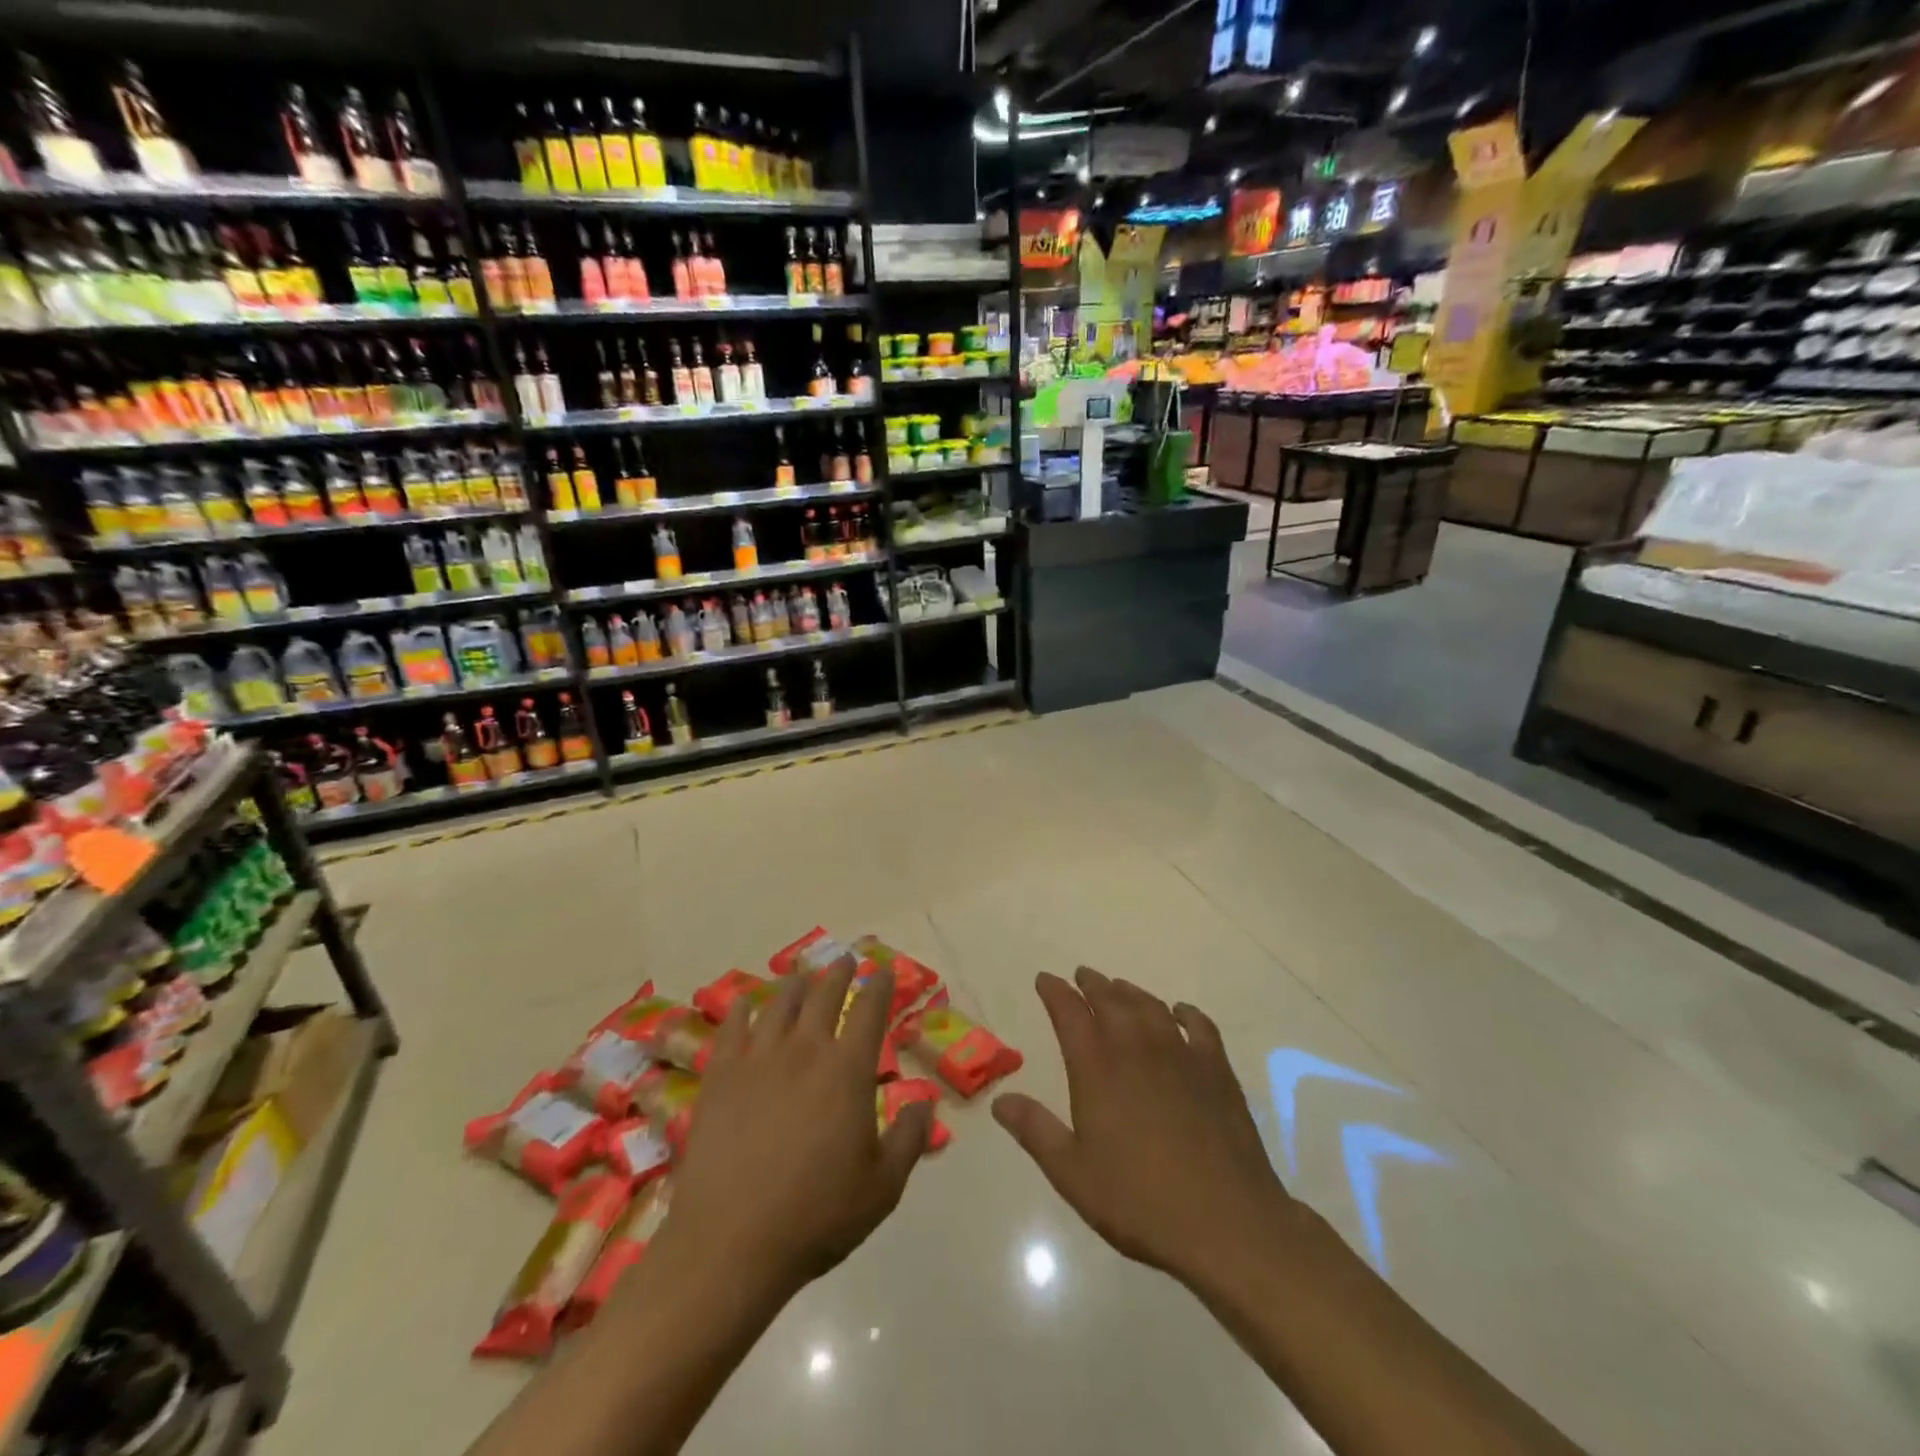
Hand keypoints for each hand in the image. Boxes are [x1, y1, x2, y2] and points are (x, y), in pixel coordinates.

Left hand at [660, 962, 932, 1296]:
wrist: (731, 1243)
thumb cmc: (816, 1216)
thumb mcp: (883, 1187)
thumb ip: (909, 1138)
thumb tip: (926, 1101)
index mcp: (848, 1070)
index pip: (869, 1011)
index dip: (879, 986)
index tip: (884, 971)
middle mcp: (805, 1050)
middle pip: (824, 995)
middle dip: (839, 973)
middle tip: (845, 959)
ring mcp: (758, 1059)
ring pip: (779, 1005)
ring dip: (795, 985)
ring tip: (801, 975)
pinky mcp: (720, 1077)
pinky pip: (731, 1029)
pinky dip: (741, 1010)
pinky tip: (744, 1003)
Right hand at [993, 967, 1296, 1291]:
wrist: (1226, 1222)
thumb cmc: (1140, 1201)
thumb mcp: (1073, 1174)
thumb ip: (1035, 1131)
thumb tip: (1000, 1101)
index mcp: (1097, 1067)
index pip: (1069, 1012)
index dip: (1055, 992)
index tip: (1045, 980)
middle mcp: (1136, 1047)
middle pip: (1110, 1000)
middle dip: (1091, 984)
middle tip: (1081, 976)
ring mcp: (1181, 1054)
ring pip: (1150, 1006)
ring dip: (1130, 992)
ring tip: (1119, 988)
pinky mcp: (1217, 1070)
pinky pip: (1199, 1025)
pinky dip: (1185, 1012)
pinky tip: (1179, 1013)